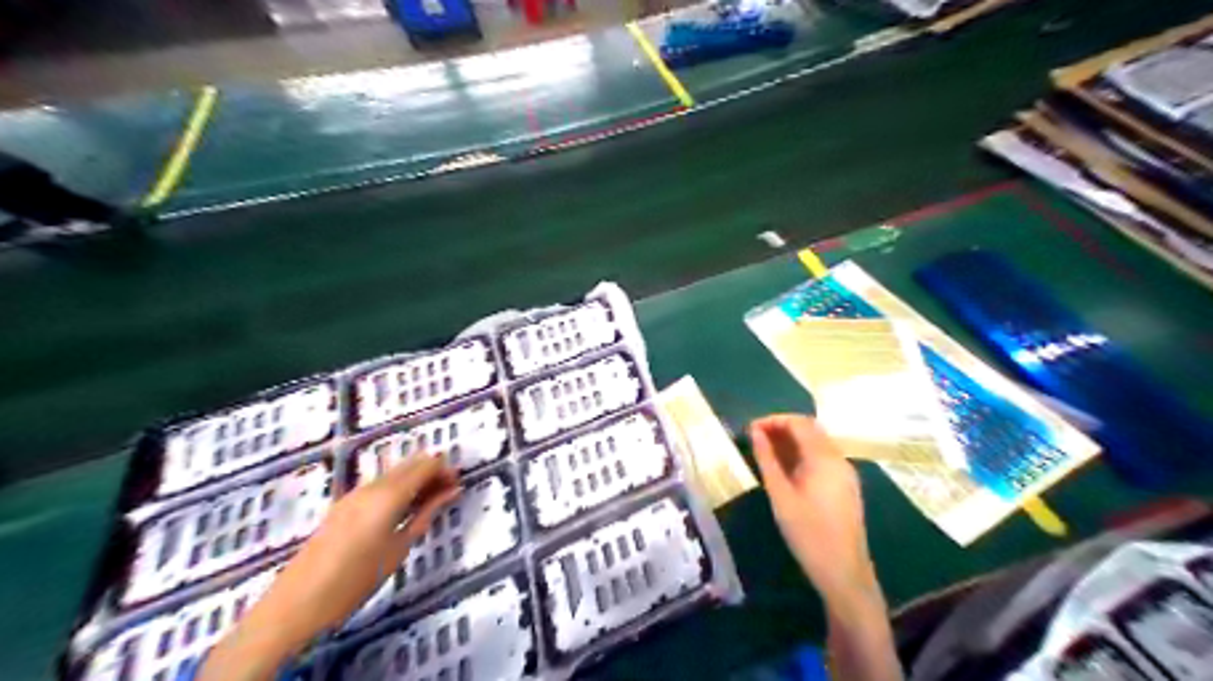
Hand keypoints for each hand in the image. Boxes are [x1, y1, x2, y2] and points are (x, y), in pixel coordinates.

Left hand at [201, 453, 460, 680]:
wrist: (297, 602)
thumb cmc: (356, 579)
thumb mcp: (399, 548)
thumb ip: (426, 514)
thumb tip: (451, 491)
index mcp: (388, 494)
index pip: (425, 465)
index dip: (445, 469)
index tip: (459, 483)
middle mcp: (371, 485)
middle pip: (409, 464)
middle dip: (432, 471)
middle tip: (449, 490)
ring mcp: (354, 493)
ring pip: (394, 473)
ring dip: (415, 479)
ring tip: (430, 501)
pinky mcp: (344, 505)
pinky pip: (380, 485)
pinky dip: (398, 488)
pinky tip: (404, 508)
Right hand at [746, 413, 876, 615]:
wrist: (844, 572)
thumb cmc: (807, 533)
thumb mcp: (780, 495)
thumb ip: (767, 460)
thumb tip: (755, 432)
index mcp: (824, 458)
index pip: (799, 423)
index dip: (773, 420)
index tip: (750, 429)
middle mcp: (839, 459)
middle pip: (811, 429)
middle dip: (782, 428)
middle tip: (756, 438)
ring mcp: (845, 472)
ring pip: (817, 443)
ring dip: (792, 441)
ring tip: (766, 451)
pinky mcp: (846, 485)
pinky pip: (823, 458)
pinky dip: (803, 454)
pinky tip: (785, 468)